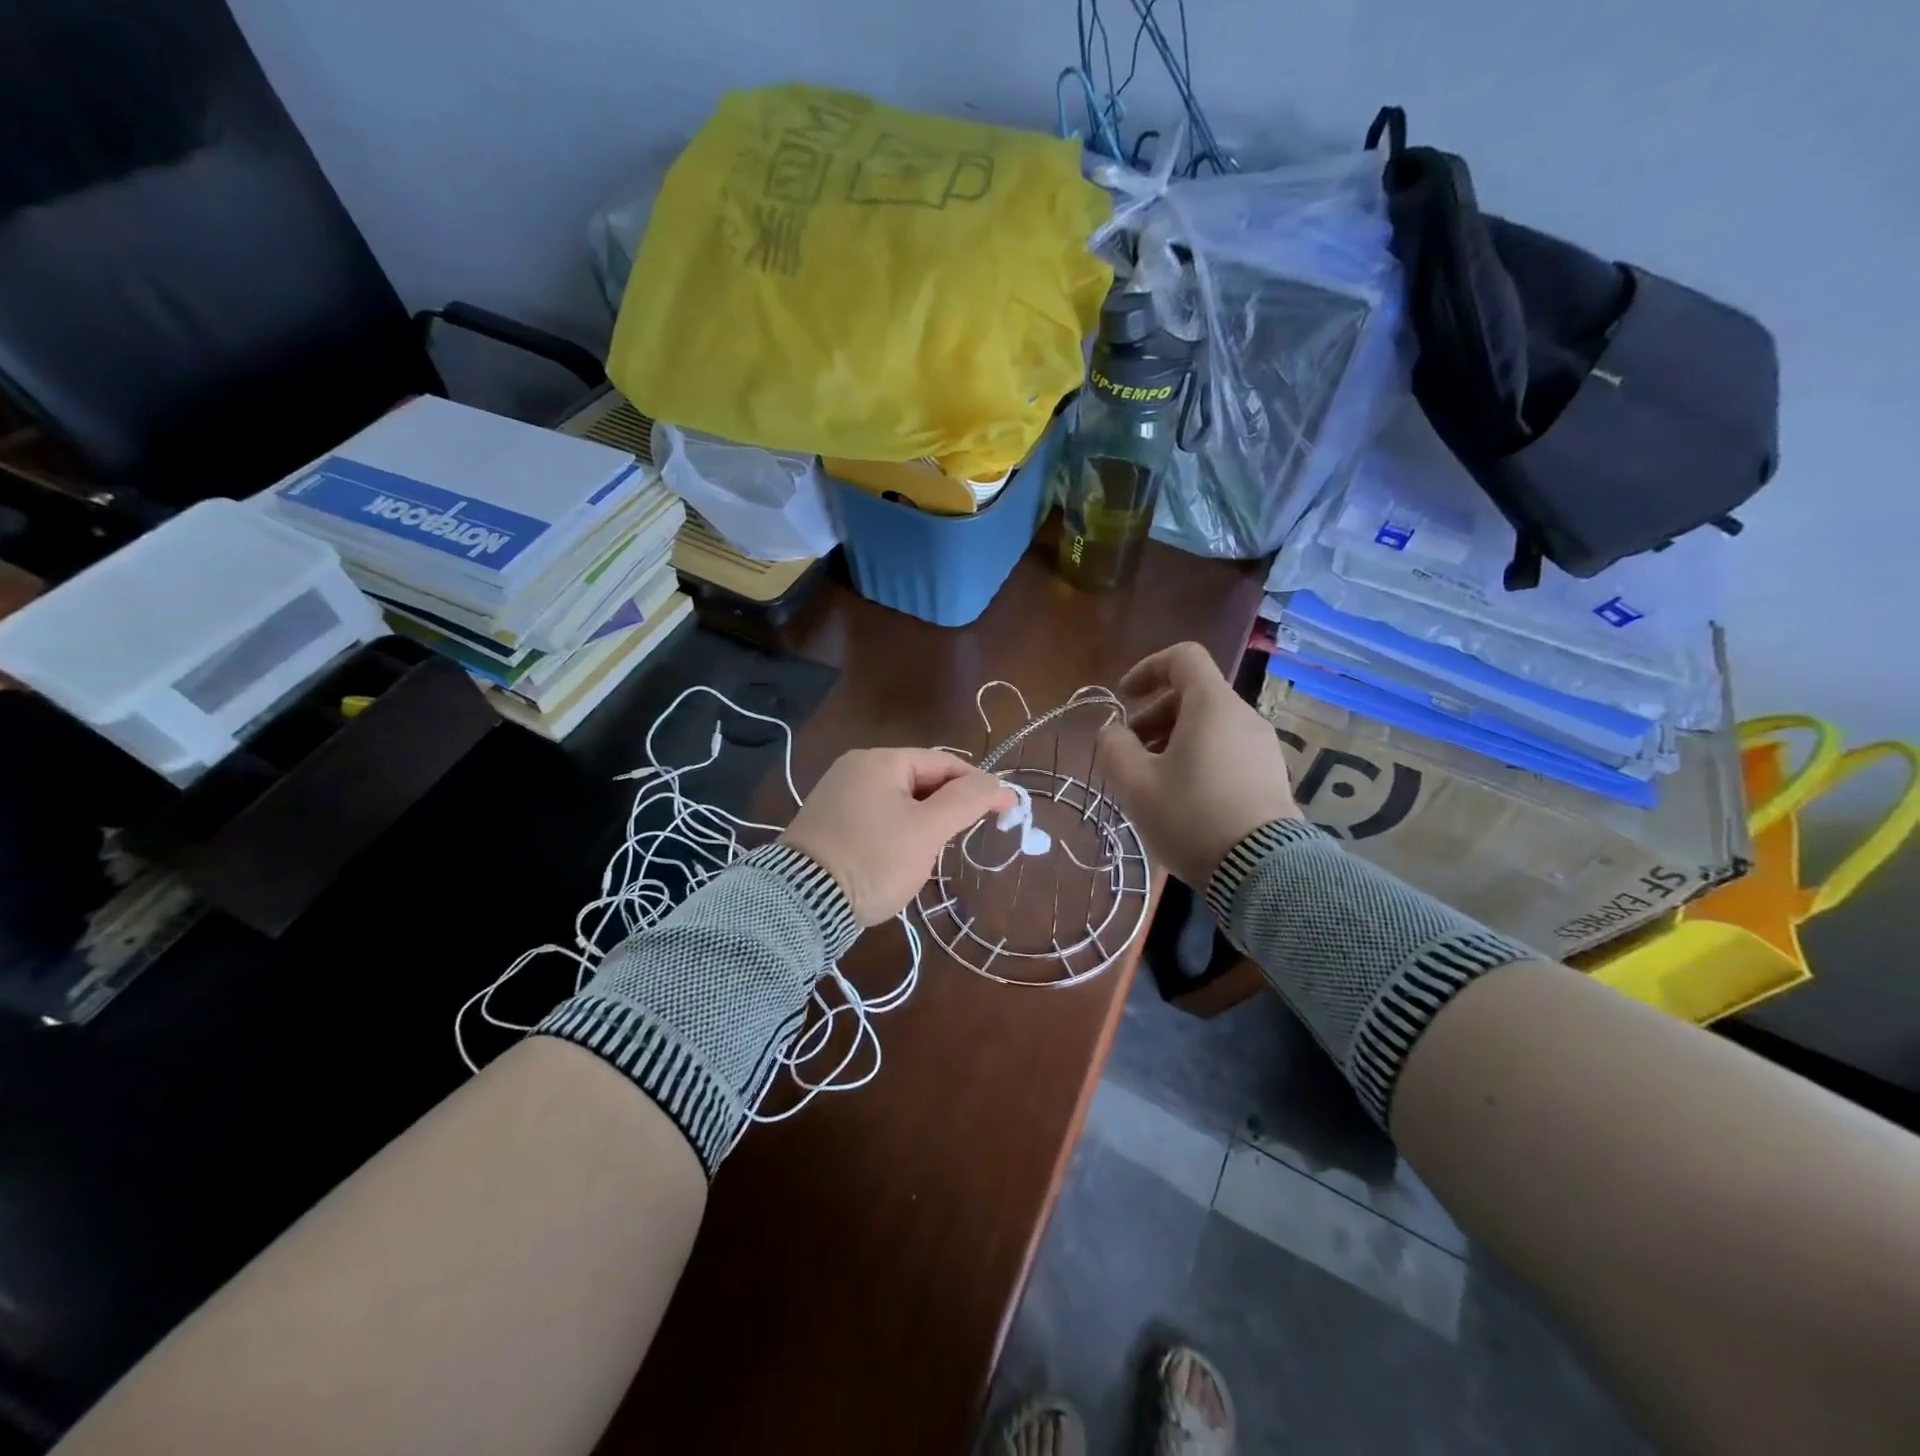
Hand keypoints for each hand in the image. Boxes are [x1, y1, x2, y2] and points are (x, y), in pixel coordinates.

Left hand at [781, 749, 1015, 925]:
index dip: (978, 785)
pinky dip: (898, 832)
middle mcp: (855, 768)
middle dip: (947, 807)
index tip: (1006, 810)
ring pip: (900, 801)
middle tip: (965, 837)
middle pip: (920, 779)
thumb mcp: (927, 830)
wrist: (802, 902)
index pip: (943, 762)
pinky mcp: (829, 823)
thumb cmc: (873, 859)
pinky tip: (901, 858)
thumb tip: (997, 783)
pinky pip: (877, 817)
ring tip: (933, 852)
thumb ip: (966, 801)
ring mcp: (838, 795)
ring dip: (924, 822)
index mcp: (879, 760)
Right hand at [1097, 642, 1300, 887]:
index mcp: (1212, 705)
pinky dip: (1197, 757)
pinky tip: (1182, 798)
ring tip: (1151, 780)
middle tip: (1129, 751)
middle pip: (1193, 695)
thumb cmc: (1191, 816)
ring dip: (1172, 740)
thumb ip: (1114, 748)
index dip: (1147, 668)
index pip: (1183, 657)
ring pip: (1209, 725)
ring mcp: (1262, 746)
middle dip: (1153, 715)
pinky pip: (1226, 749)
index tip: (1124, 697)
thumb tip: (1112, 732)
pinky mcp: (1270, 775)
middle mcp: (1243, 716)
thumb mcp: (1136, 784)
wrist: (1262, 870)